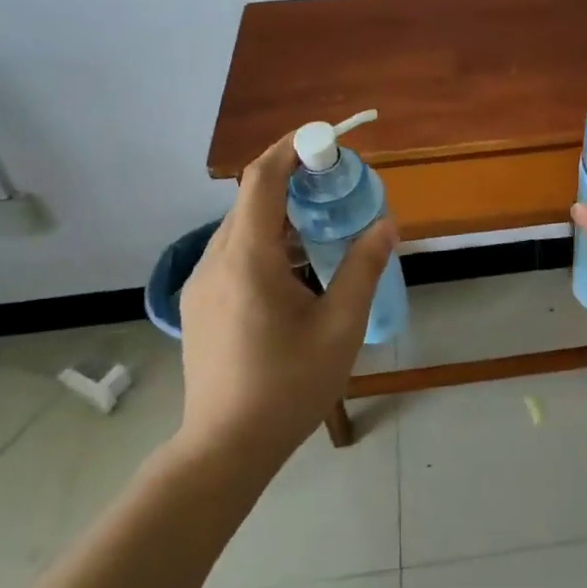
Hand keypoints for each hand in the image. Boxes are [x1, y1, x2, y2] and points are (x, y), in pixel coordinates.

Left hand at [174, 133, 395, 463]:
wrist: (225, 448)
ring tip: (324, 224)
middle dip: (293, 178)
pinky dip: (267, 240)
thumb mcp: (340, 326)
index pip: (261, 179)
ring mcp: (203, 283)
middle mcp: (215, 260)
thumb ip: (363, 268)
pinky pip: (234, 253)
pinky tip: (297, 268)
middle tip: (337, 182)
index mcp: (247, 259)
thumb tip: (385, 223)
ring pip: (242, 227)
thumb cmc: (288, 386)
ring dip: (281, 213)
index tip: (326, 138)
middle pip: (251, 199)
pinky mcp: (201, 304)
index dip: (291, 148)